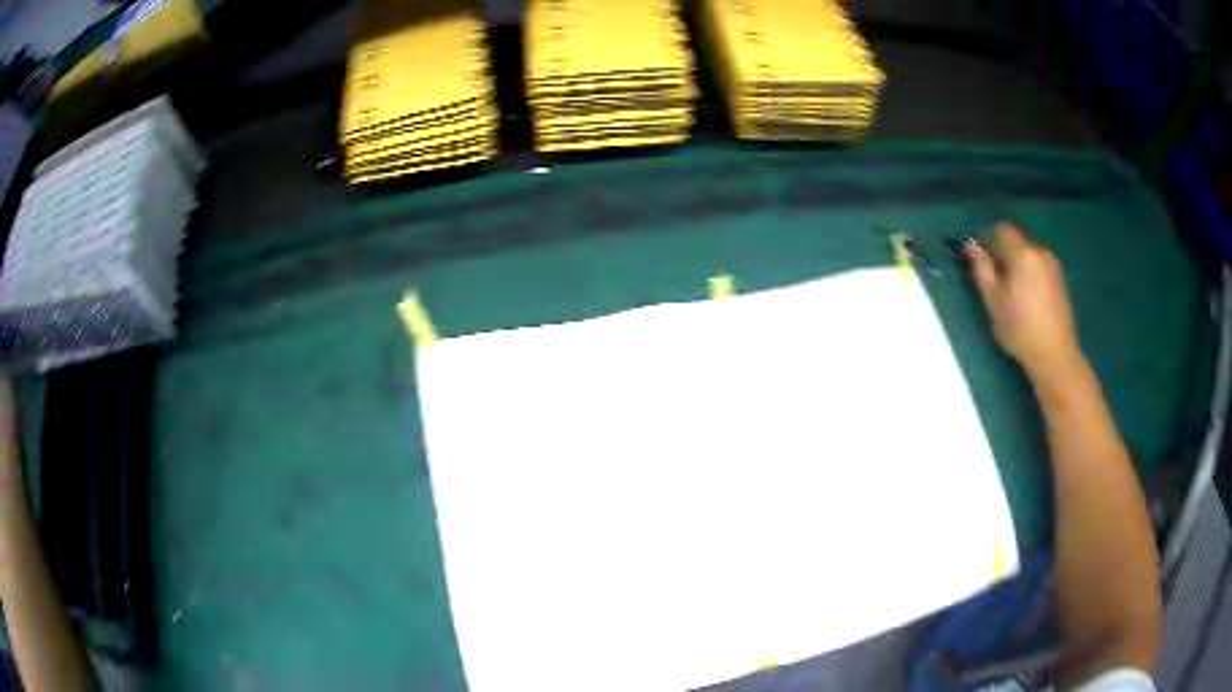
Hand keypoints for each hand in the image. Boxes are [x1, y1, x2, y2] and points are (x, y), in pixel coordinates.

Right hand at [966, 223, 1082, 381]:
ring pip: (1029, 255)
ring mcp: (1054, 266)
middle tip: (996, 284)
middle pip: (1017, 241)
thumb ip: (981, 268)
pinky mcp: (1061, 281)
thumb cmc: (1020, 328)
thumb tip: (970, 245)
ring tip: (1013, 295)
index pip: (1001, 230)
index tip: (983, 264)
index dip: (988, 241)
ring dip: (1018, 266)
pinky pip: (1040, 268)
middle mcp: (1040, 251)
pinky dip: (1031, 276)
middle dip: (1004, 255)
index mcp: (1022, 252)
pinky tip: (1029, 302)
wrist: (1055, 355)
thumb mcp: (993, 300)